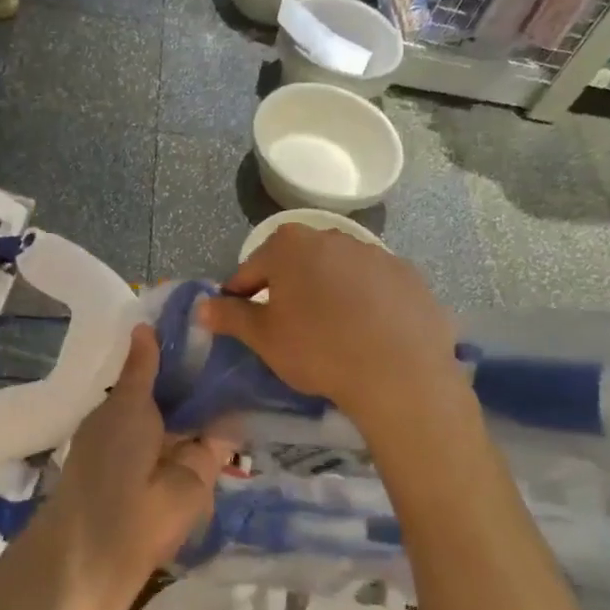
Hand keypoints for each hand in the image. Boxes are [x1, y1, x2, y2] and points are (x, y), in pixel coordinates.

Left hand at [39, 326, 229, 590]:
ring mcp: (181, 448)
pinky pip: (224, 435)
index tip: (196, 314)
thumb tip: (144, 326)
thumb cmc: (109, 457)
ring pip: (204, 411)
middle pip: (181, 391)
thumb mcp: (124, 403)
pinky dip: (238, 412)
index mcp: (124, 410)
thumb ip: (142, 368)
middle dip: (200, 365)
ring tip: (250, 340)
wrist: (120, 529)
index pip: (152, 373)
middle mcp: (153, 427)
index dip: (170, 349)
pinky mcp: (208, 468)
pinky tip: (258, 376)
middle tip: (231, 320)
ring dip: (221, 386)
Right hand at [197, 224, 461, 427]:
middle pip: (297, 262)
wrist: (399, 373)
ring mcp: (375, 253)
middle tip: (287, 326)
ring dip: (328, 291)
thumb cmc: (318, 350)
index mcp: (291, 246)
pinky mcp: (408, 275)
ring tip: (331, 331)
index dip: (242, 294)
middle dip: (287, 288)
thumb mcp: (264, 338)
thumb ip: (230, 316)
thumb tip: (202, 306)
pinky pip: (374, 285)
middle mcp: (332, 237)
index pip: (252, 268)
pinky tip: (369, 332)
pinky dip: (366, 301)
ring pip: (337, 271)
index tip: (242, 320)